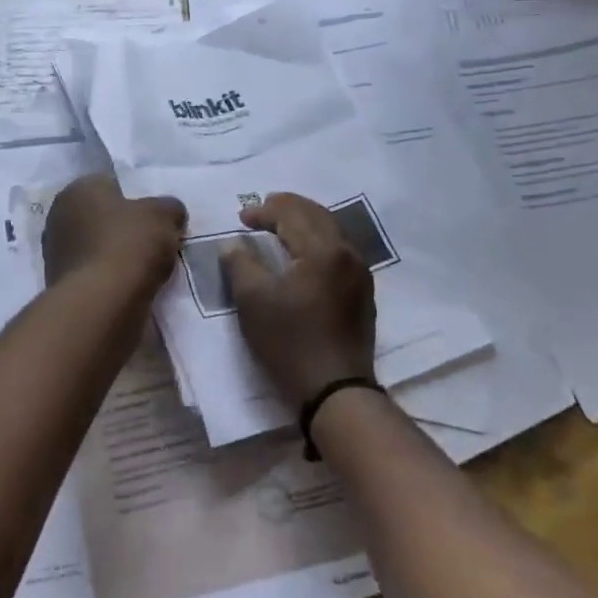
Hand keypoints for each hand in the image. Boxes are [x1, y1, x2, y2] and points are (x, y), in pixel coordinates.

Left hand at [43, 174, 185, 289]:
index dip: (137, 200)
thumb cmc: (129, 245)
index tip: (156, 218)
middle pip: (102, 218)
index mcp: (77, 190)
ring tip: (145, 269)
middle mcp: (58, 216)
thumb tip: (171, 214)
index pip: (111, 185)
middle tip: (152, 242)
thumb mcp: (164, 216)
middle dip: (124, 228)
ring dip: (116, 255)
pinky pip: (94, 273)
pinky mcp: (60, 284)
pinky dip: (109, 278)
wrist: (101, 303)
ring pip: (97, 247)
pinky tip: (129, 287)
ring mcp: (55, 253)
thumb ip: (169, 208)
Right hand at [221, 193, 376, 407]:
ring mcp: (360, 273)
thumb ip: (240, 263)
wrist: (335, 389)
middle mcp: (348, 253)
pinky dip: (317, 242)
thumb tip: (234, 244)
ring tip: (280, 229)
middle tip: (262, 211)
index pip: (292, 213)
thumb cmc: (290, 342)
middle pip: (317, 215)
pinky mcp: (363, 293)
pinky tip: (302, 256)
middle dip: (287, 208)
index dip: (264, 210)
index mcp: (323, 249)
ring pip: (332, 231)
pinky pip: (339, 251)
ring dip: (304, 223)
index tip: (241, 218)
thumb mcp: (252, 300)